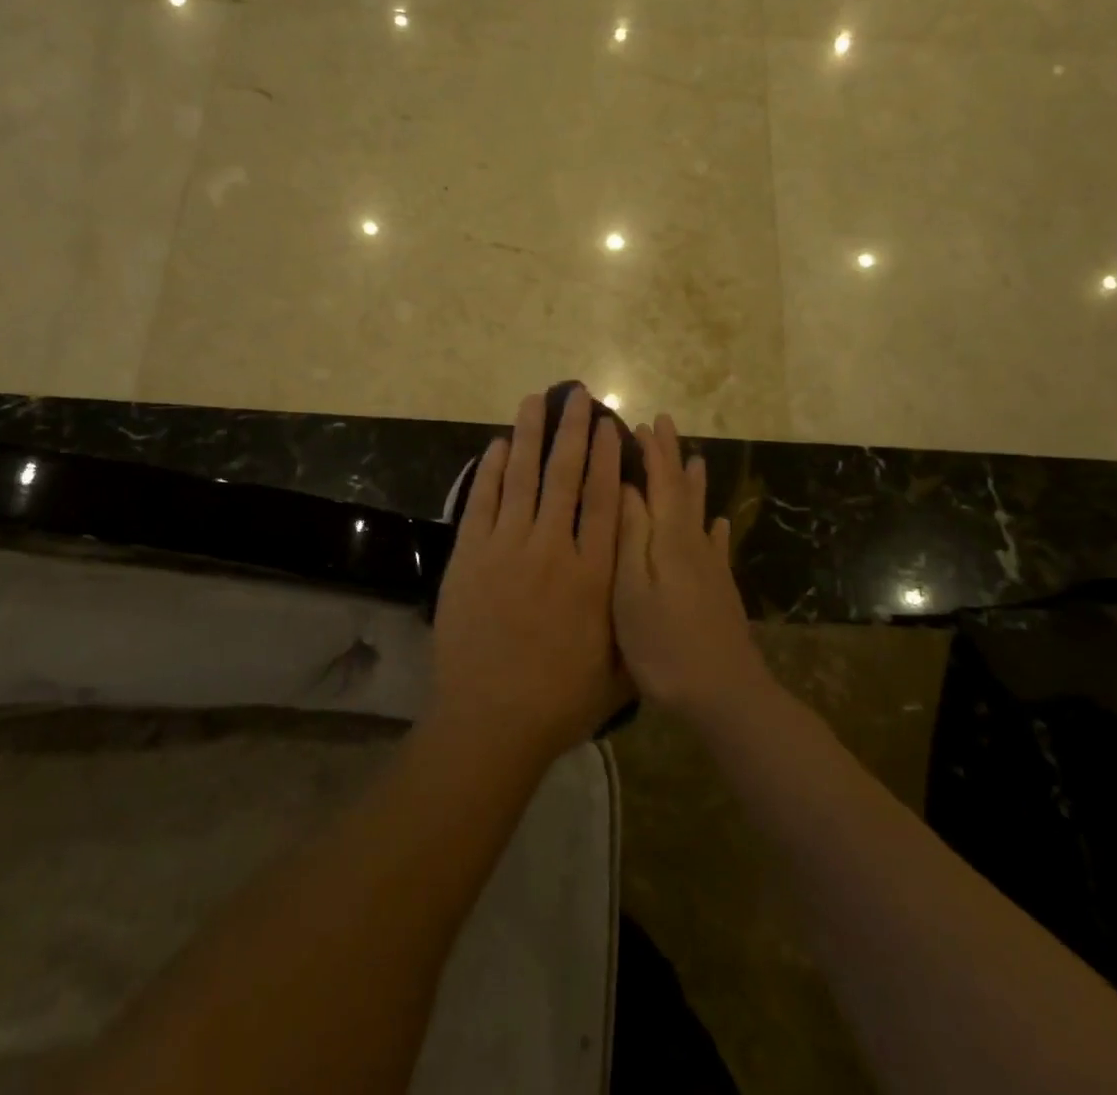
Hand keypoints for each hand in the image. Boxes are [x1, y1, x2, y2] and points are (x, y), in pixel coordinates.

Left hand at [429, 389, 631, 760]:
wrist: (489, 721)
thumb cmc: (559, 701)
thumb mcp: (619, 671)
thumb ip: (633, 623)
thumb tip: (645, 586)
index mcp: (594, 575)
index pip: (605, 502)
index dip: (609, 459)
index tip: (610, 427)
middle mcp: (553, 550)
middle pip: (565, 477)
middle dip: (573, 432)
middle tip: (577, 396)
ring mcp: (507, 549)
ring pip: (523, 479)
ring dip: (530, 436)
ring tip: (536, 400)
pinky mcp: (470, 556)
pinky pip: (483, 502)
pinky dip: (491, 471)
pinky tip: (499, 445)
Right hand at [613, 414, 769, 721]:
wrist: (724, 695)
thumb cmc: (664, 645)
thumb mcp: (632, 590)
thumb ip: (630, 536)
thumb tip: (628, 486)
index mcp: (670, 539)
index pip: (661, 482)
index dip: (653, 452)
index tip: (642, 423)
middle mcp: (694, 544)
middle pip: (682, 490)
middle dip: (672, 457)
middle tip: (663, 426)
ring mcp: (710, 567)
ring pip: (699, 512)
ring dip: (693, 484)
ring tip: (695, 459)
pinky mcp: (719, 589)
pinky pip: (716, 545)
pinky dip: (713, 528)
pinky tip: (716, 523)